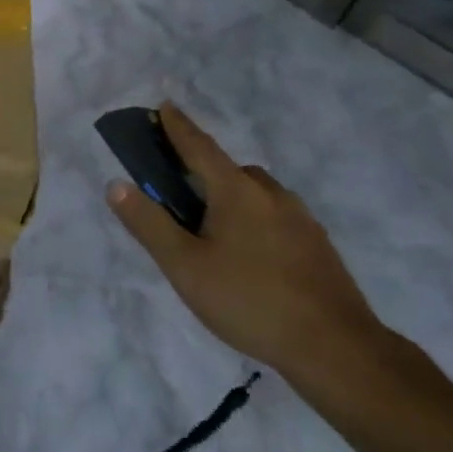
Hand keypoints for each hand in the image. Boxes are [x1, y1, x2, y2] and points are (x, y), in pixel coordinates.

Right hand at [105, 102, 386, 381]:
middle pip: (229, 171)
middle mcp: (271, 194)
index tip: (164, 105)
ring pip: (256, 194)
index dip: (178, 127)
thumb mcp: (185, 266)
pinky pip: (276, 217)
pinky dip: (255, 221)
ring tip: (214, 237)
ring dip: (231, 199)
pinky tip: (251, 259)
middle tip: (181, 199)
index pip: (199, 147)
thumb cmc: (249, 300)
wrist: (335, 346)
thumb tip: (117, 184)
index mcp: (236, 191)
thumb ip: (149, 224)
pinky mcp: (317, 243)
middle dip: (203, 173)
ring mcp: (300, 218)